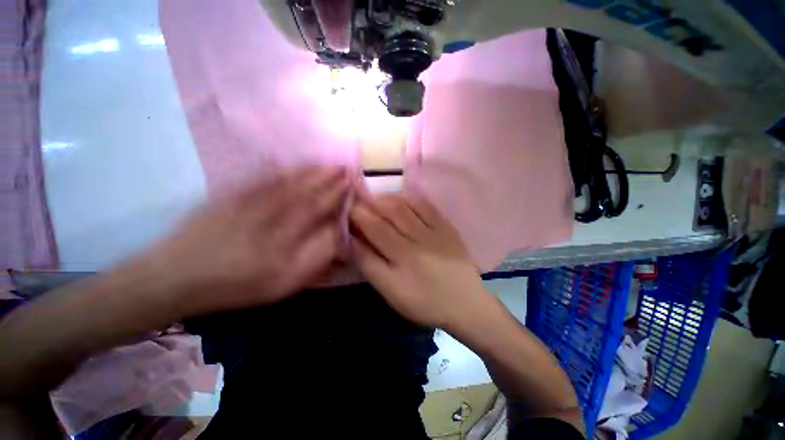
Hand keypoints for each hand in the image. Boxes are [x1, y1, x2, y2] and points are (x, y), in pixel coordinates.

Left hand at [149, 166, 349, 315]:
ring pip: (289, 181)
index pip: (320, 207)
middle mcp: (271, 212)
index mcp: (286, 235)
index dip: (337, 194)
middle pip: (307, 190)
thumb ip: (317, 256)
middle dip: (329, 177)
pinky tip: (294, 166)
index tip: (351, 184)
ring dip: (311, 171)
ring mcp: (250, 200)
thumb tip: (337, 232)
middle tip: (345, 167)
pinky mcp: (233, 194)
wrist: (177, 277)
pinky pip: (264, 178)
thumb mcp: (286, 282)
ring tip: (328, 164)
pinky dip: (283, 170)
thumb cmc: (238, 285)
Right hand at [349, 191, 492, 328]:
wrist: (466, 303)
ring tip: (373, 198)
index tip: (345, 209)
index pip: (372, 231)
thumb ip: (370, 266)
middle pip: (386, 216)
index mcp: (401, 261)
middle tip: (356, 199)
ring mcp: (434, 232)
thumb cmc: (425, 302)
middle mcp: (416, 242)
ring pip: (404, 207)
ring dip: (385, 199)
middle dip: (366, 204)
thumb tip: (351, 241)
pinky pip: (425, 206)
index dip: (356, 217)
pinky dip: (408, 198)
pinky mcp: (447, 227)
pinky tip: (400, 199)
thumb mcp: (391, 292)